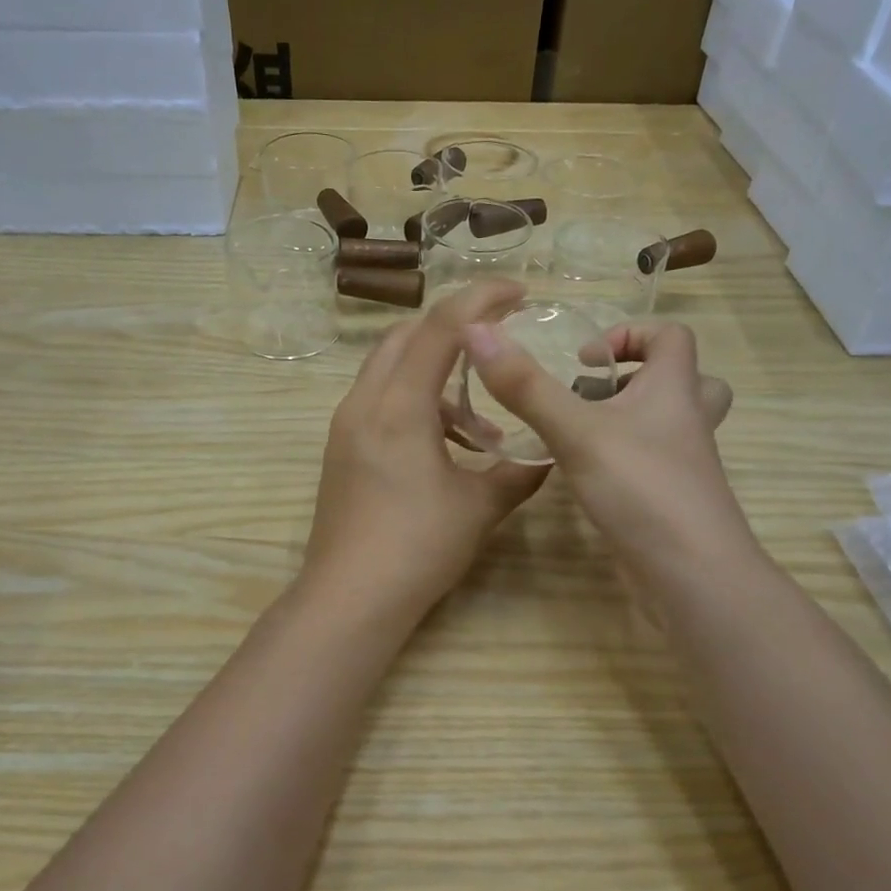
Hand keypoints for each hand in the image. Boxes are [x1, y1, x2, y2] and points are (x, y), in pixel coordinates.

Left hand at [301, 281, 548, 616]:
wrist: (349, 598)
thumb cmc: (417, 547)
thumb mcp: (478, 507)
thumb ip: (517, 473)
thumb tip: (548, 459)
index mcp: (399, 406)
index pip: (441, 328)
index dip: (482, 299)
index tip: (519, 292)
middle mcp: (365, 403)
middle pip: (406, 336)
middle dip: (454, 330)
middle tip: (497, 344)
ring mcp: (346, 426)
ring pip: (391, 371)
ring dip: (438, 380)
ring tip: (483, 430)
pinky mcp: (342, 449)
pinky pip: (381, 403)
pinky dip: (418, 405)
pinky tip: (448, 449)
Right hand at [462, 316, 745, 577]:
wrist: (691, 575)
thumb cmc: (641, 489)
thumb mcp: (576, 431)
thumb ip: (526, 386)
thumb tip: (477, 330)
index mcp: (675, 390)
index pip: (673, 337)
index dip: (631, 334)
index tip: (584, 359)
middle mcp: (686, 422)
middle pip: (683, 381)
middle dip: (638, 378)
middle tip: (592, 394)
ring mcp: (683, 465)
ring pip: (667, 426)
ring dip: (629, 419)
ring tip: (580, 432)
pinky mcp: (670, 500)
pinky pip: (652, 464)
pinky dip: (623, 460)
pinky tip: (586, 476)